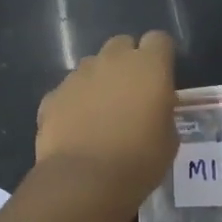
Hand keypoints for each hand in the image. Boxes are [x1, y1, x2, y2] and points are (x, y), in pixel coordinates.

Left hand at [36, 31, 177, 207]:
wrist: (84, 181)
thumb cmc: (139, 161)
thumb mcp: (169, 140)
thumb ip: (163, 113)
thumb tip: (155, 109)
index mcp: (149, 67)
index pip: (159, 40)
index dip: (161, 57)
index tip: (162, 79)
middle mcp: (112, 61)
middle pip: (122, 45)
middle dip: (128, 62)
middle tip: (132, 94)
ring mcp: (78, 76)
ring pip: (93, 66)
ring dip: (100, 81)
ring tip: (102, 113)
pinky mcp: (53, 95)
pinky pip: (69, 91)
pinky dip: (75, 103)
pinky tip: (78, 129)